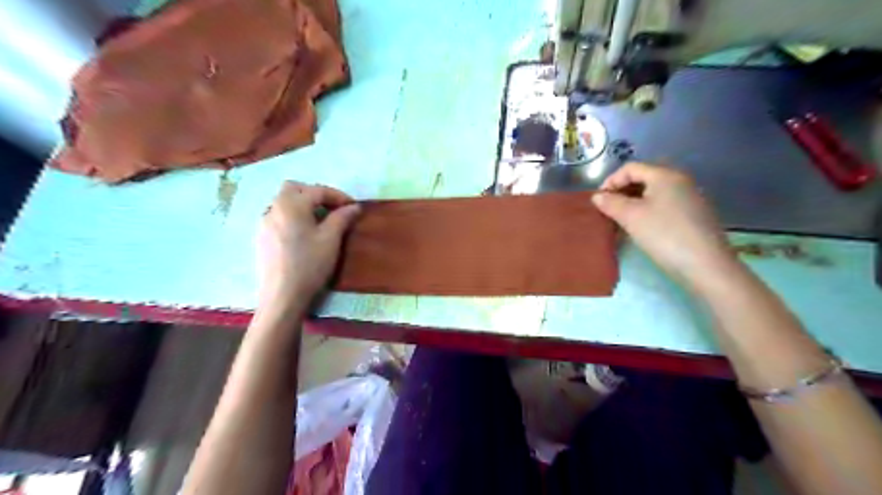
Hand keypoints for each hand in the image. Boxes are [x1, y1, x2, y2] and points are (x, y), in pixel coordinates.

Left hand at [258, 183, 359, 313]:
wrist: (282, 295)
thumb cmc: (310, 264)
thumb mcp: (331, 239)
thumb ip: (342, 218)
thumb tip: (353, 206)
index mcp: (291, 205)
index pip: (317, 190)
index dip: (338, 195)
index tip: (353, 206)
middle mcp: (274, 208)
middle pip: (294, 188)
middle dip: (315, 194)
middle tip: (333, 209)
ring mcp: (264, 223)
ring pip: (284, 202)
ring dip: (303, 205)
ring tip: (320, 221)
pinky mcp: (261, 237)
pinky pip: (278, 216)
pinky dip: (293, 217)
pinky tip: (303, 234)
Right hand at [592, 162, 737, 286]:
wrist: (705, 265)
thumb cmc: (664, 235)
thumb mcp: (631, 217)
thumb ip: (611, 203)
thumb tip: (597, 196)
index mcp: (665, 175)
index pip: (630, 168)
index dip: (610, 181)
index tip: (598, 201)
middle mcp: (680, 180)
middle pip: (643, 178)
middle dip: (622, 192)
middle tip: (608, 210)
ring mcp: (690, 198)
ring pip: (653, 194)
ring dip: (633, 203)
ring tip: (620, 221)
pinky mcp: (694, 215)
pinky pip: (664, 205)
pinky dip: (647, 211)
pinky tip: (641, 228)